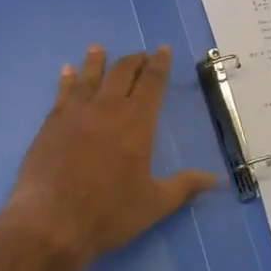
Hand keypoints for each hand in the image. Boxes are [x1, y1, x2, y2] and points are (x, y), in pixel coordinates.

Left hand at [0, 44, 218, 265]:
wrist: (51, 221)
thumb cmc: (109, 213)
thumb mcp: (154, 204)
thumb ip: (185, 187)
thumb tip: (218, 180)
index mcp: (137, 122)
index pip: (152, 83)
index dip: (159, 64)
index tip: (163, 50)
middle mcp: (107, 108)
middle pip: (122, 73)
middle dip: (134, 60)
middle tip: (140, 55)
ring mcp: (76, 113)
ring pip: (89, 77)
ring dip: (97, 61)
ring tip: (98, 49)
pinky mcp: (51, 123)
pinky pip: (62, 92)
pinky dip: (67, 79)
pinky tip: (67, 71)